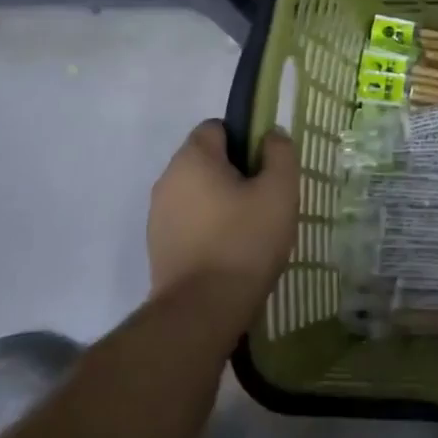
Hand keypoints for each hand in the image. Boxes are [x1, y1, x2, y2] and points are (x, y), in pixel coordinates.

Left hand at [147, 120, 298, 326]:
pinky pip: (189, 221)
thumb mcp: (279, 191)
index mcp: (193, 159)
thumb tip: (271, 136)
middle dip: (236, 173)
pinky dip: (209, 228)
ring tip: (251, 230)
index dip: (245, 140)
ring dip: (222, 202)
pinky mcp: (158, 245)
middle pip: (207, 160)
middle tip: (266, 200)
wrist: (202, 309)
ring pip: (198, 192)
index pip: (217, 127)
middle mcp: (167, 179)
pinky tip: (231, 251)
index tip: (266, 168)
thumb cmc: (245, 241)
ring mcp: (158, 214)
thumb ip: (280, 154)